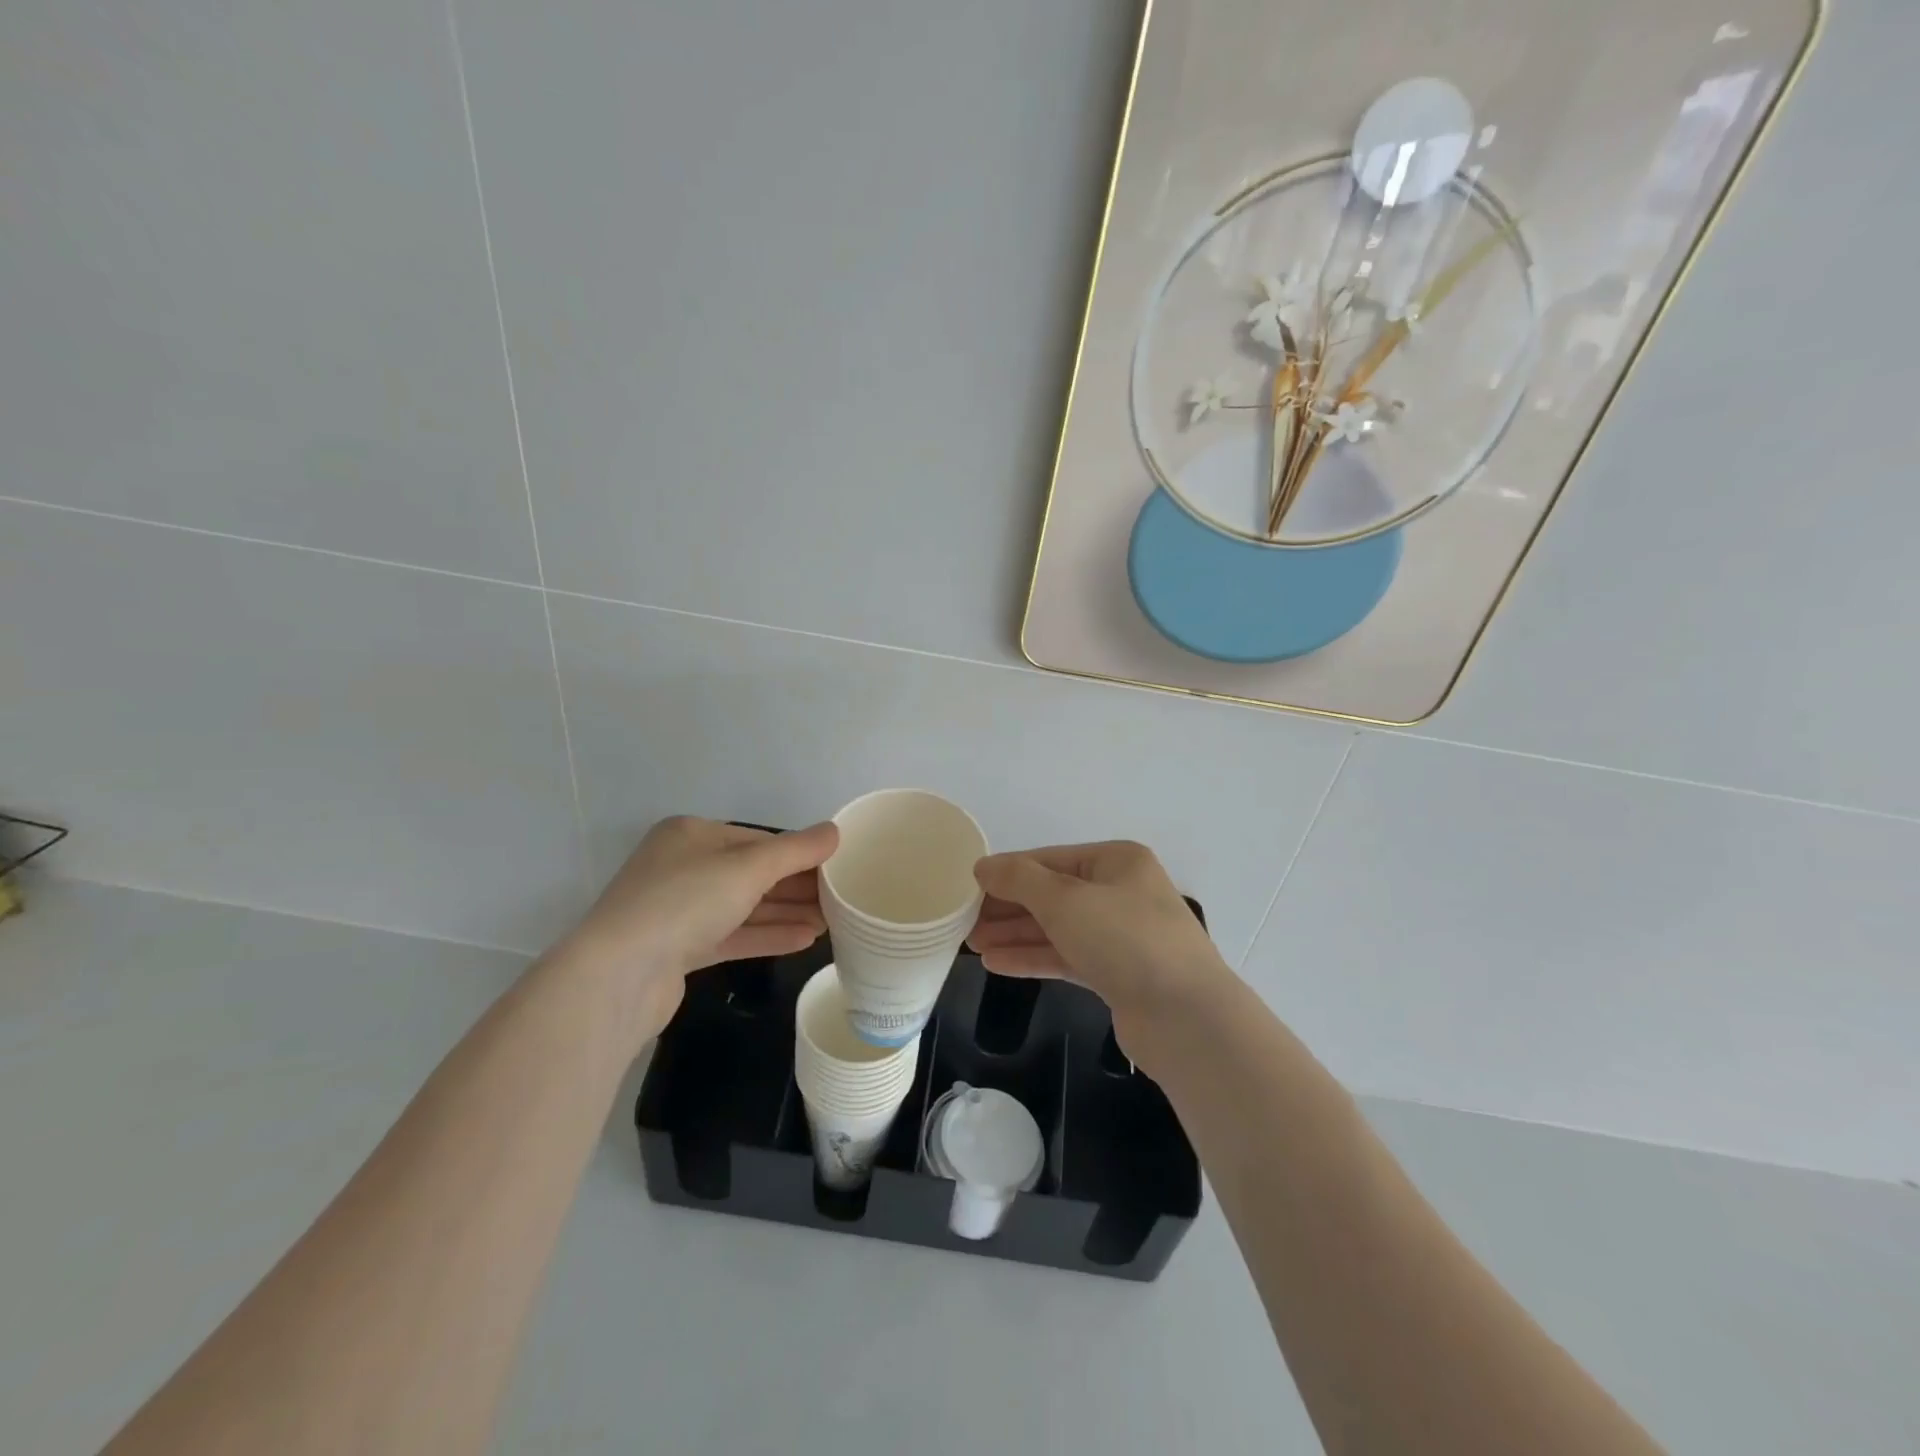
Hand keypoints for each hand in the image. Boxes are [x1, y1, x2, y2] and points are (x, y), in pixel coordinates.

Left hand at [556, 817, 837, 1037]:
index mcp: (691, 835)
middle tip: (842, 897)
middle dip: (796, 886)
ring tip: (832, 921)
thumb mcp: (748, 867)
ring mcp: (677, 910)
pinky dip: (766, 935)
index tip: (837, 867)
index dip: (799, 853)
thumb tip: (834, 832)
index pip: (757, 839)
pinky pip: (732, 935)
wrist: (617, 976)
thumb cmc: (684, 902)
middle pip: (751, 873)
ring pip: (743, 906)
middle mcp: (682, 867)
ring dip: (786, 912)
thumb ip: (796, 850)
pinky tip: (805, 940)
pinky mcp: (678, 949)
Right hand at [969, 841, 1230, 1060]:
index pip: (1050, 859)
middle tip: (965, 922)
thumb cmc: (1125, 940)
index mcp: (1117, 862)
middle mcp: (1121, 892)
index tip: (968, 886)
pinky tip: (997, 964)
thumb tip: (983, 866)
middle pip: (1052, 894)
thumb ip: (1019, 880)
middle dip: (1008, 907)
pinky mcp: (1118, 974)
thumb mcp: (1066, 900)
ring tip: (972, 944)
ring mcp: (1121, 936)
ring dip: (1015, 935)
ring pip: (1057, 929)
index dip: (1008, 872)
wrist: (1186, 1018)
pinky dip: (1033, 958)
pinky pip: (1067, 957)